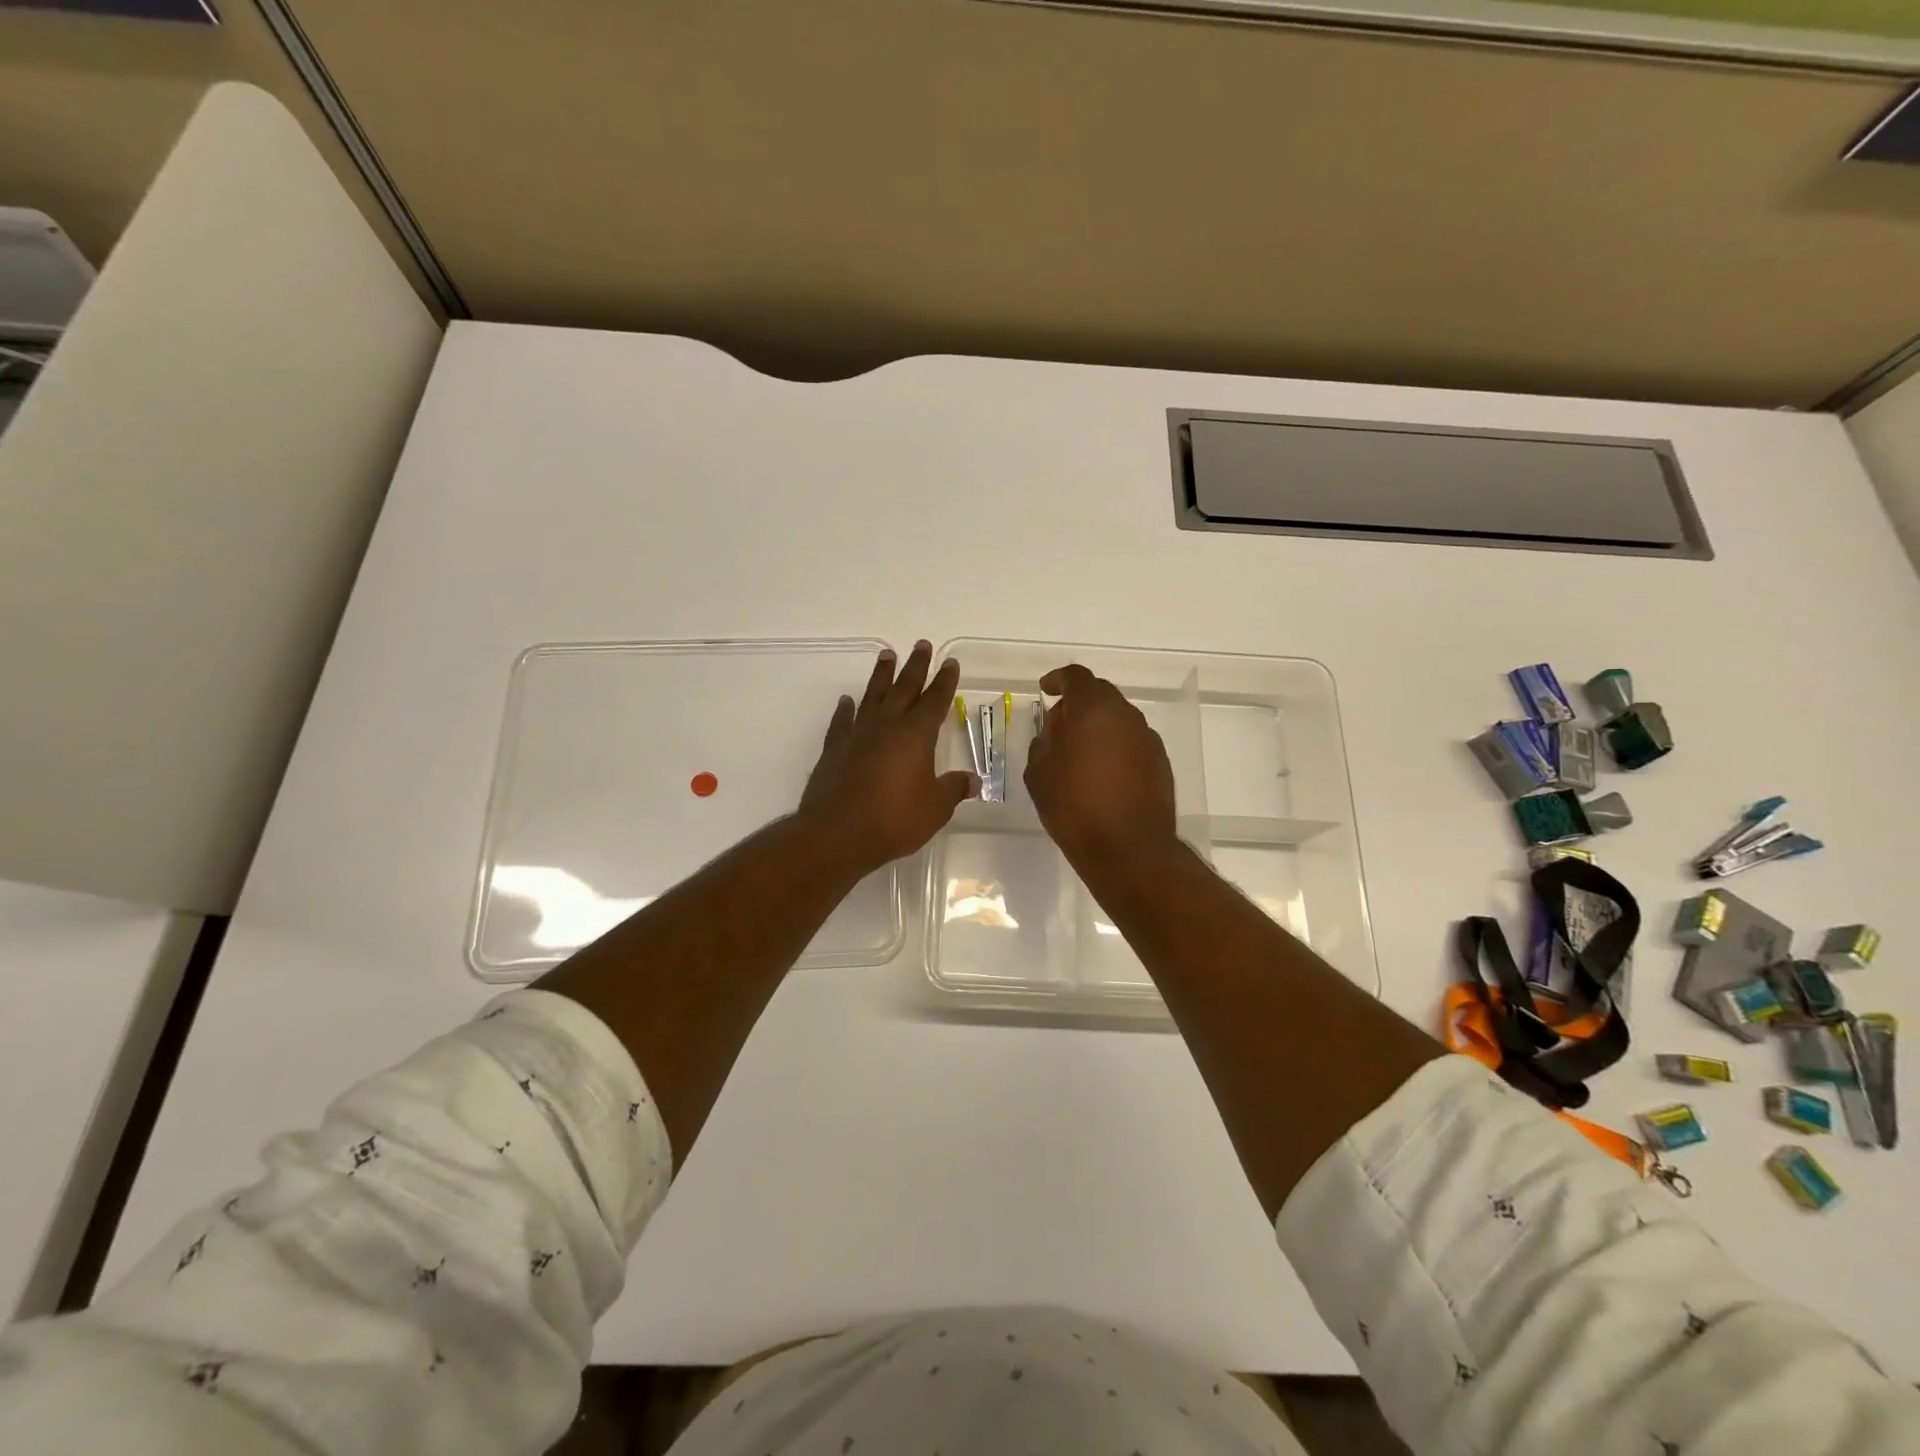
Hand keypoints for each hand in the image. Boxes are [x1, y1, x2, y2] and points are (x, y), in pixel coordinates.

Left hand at [799, 641, 975, 878]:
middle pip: (904, 688)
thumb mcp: (935, 808)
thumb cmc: (894, 819)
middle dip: (916, 666)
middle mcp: (887, 726)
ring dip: (881, 675)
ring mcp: (857, 735)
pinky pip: (842, 721)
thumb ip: (952, 790)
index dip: (945, 681)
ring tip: (887, 655)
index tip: (950, 663)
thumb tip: (972, 780)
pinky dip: (846, 709)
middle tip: (921, 644)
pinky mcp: (834, 749)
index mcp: (916, 735)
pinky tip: (847, 701)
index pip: (935, 701)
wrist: (837, 833)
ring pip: (873, 696)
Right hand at [1025, 663, 1178, 872]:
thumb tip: (1054, 733)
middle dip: (1077, 704)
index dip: (1058, 680)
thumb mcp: (1039, 774)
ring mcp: (1147, 739)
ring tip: (1078, 755)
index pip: (1076, 677)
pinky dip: (1114, 748)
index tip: (1045, 690)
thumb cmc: (1074, 807)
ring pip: (1118, 719)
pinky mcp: (1160, 763)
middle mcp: (1125, 715)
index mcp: (1093, 709)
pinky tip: (1101, 775)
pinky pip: (1131, 742)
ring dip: (1097, 727)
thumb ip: (1043, 743)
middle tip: (1057, 727)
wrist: (1129, 849)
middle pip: (1100, 694)